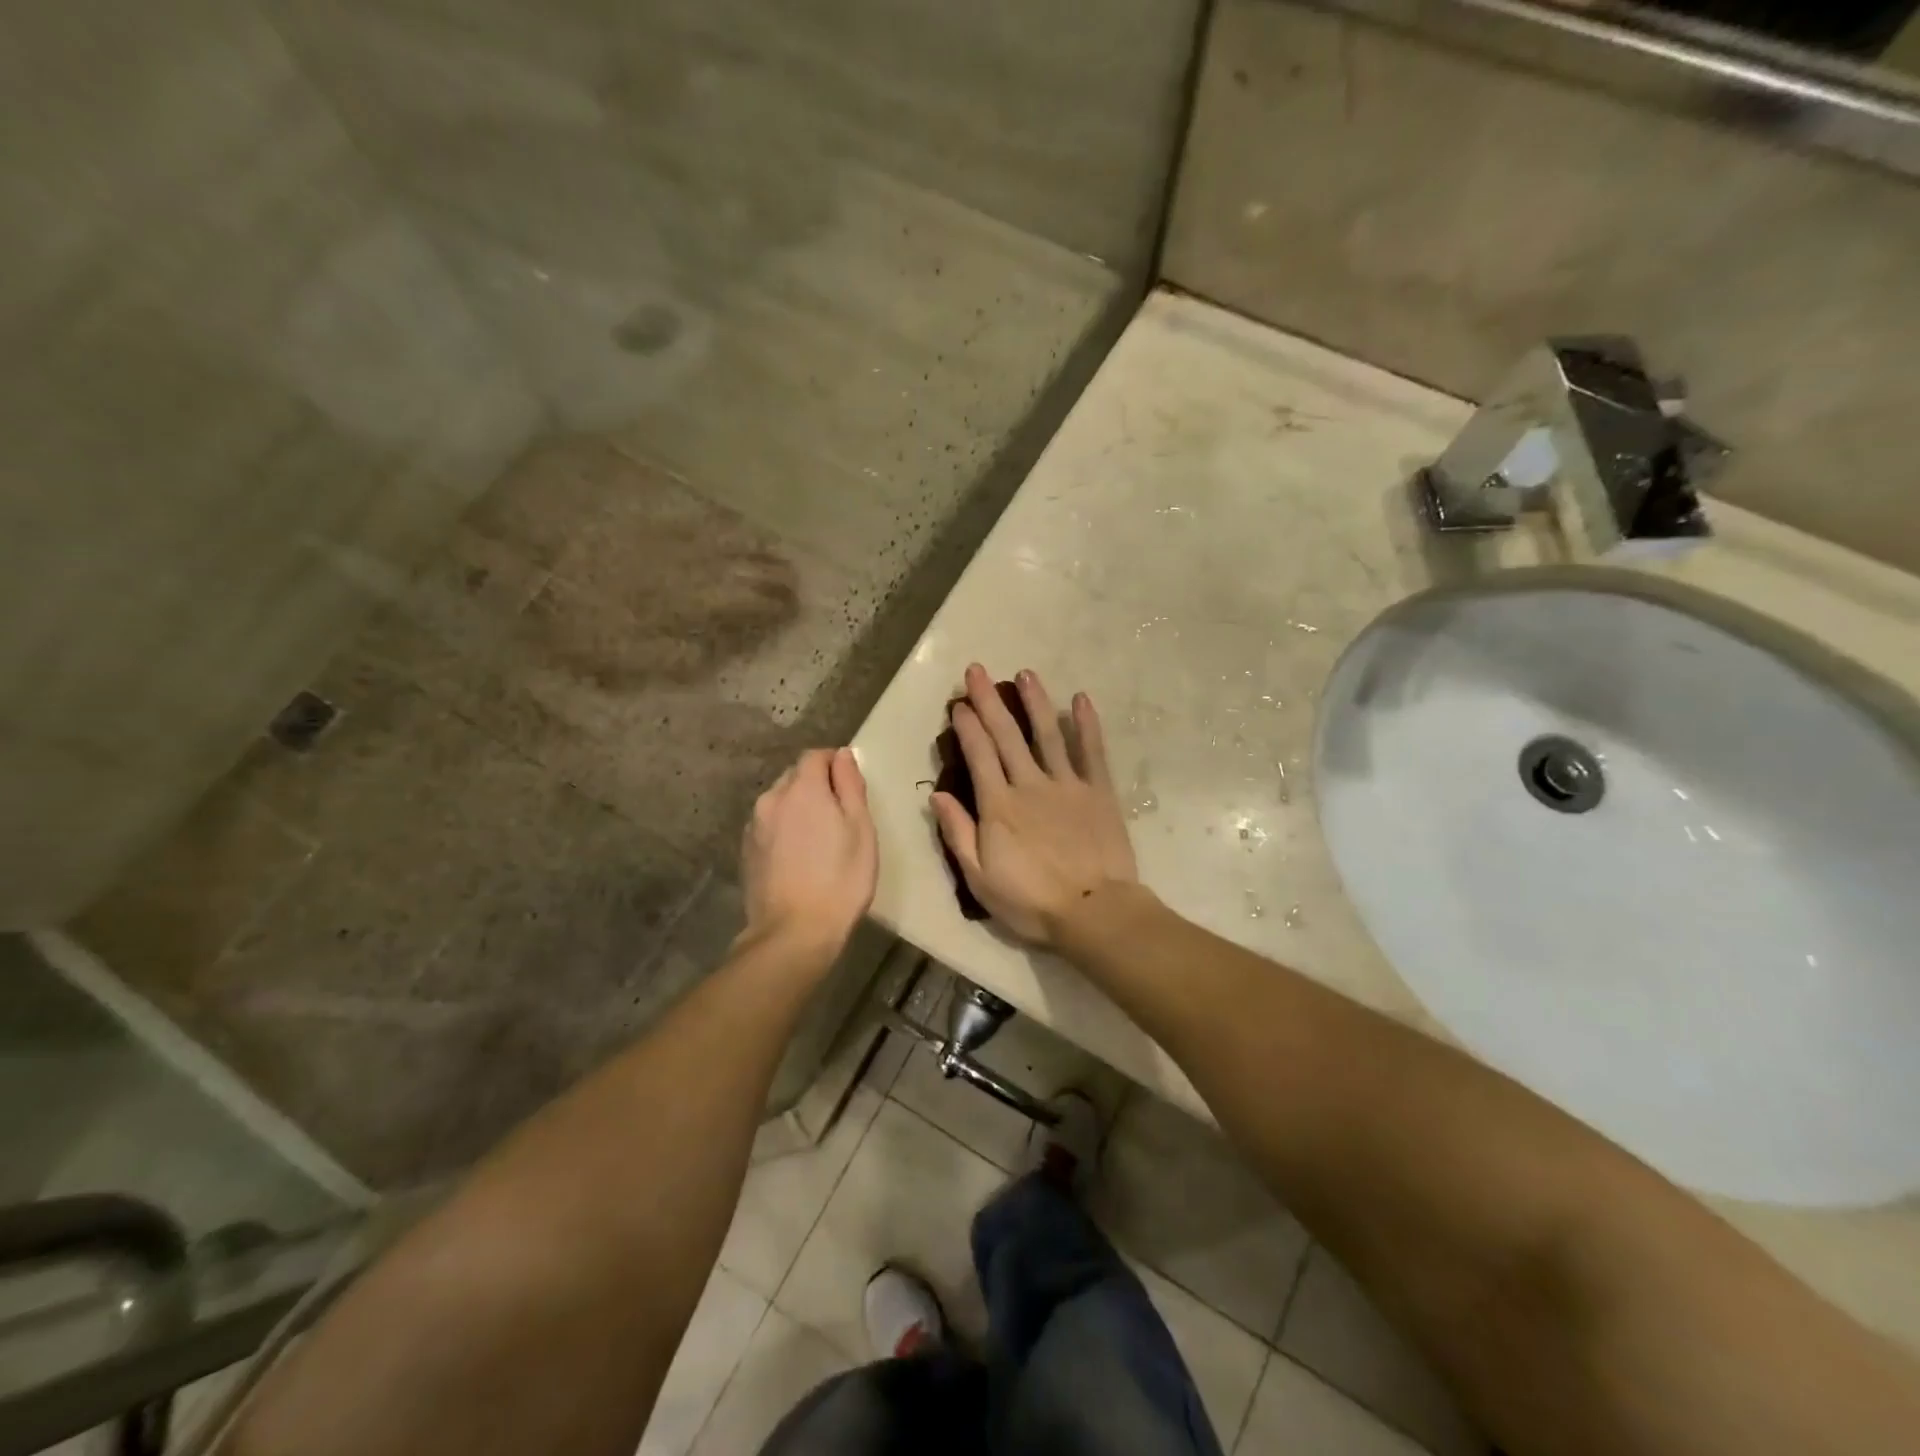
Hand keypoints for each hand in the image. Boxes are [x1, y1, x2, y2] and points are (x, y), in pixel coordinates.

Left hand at [741, 748, 877, 964]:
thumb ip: (850, 785)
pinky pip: (769, 825)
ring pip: (779, 801)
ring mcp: (754, 826)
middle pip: (795, 776)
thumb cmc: (840, 878)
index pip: (815, 756)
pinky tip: (798, 855)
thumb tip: (843, 754)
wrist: (794, 932)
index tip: (850, 784)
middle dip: (816, 784)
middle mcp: (772, 799)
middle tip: (839, 814)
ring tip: (818, 838)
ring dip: (798, 807)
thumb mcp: (860, 828)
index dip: (835, 763)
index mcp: (802, 789)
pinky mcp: (746, 850)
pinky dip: (784, 828)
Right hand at [931, 664, 1138, 945]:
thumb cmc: (1031, 902)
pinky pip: (1092, 751)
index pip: (979, 755)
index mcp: (999, 806)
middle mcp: (1030, 785)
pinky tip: (1081, 699)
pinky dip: (1087, 724)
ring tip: (1025, 674)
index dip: (967, 727)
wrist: (1094, 912)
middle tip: (977, 670)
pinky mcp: (1098, 792)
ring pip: (1048, 734)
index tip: (958, 703)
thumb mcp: (980, 879)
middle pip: (1007, 736)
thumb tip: (937, 796)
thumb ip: (958, 834)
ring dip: (1034, 702)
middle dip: (989, 701)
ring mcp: (1067, 785)